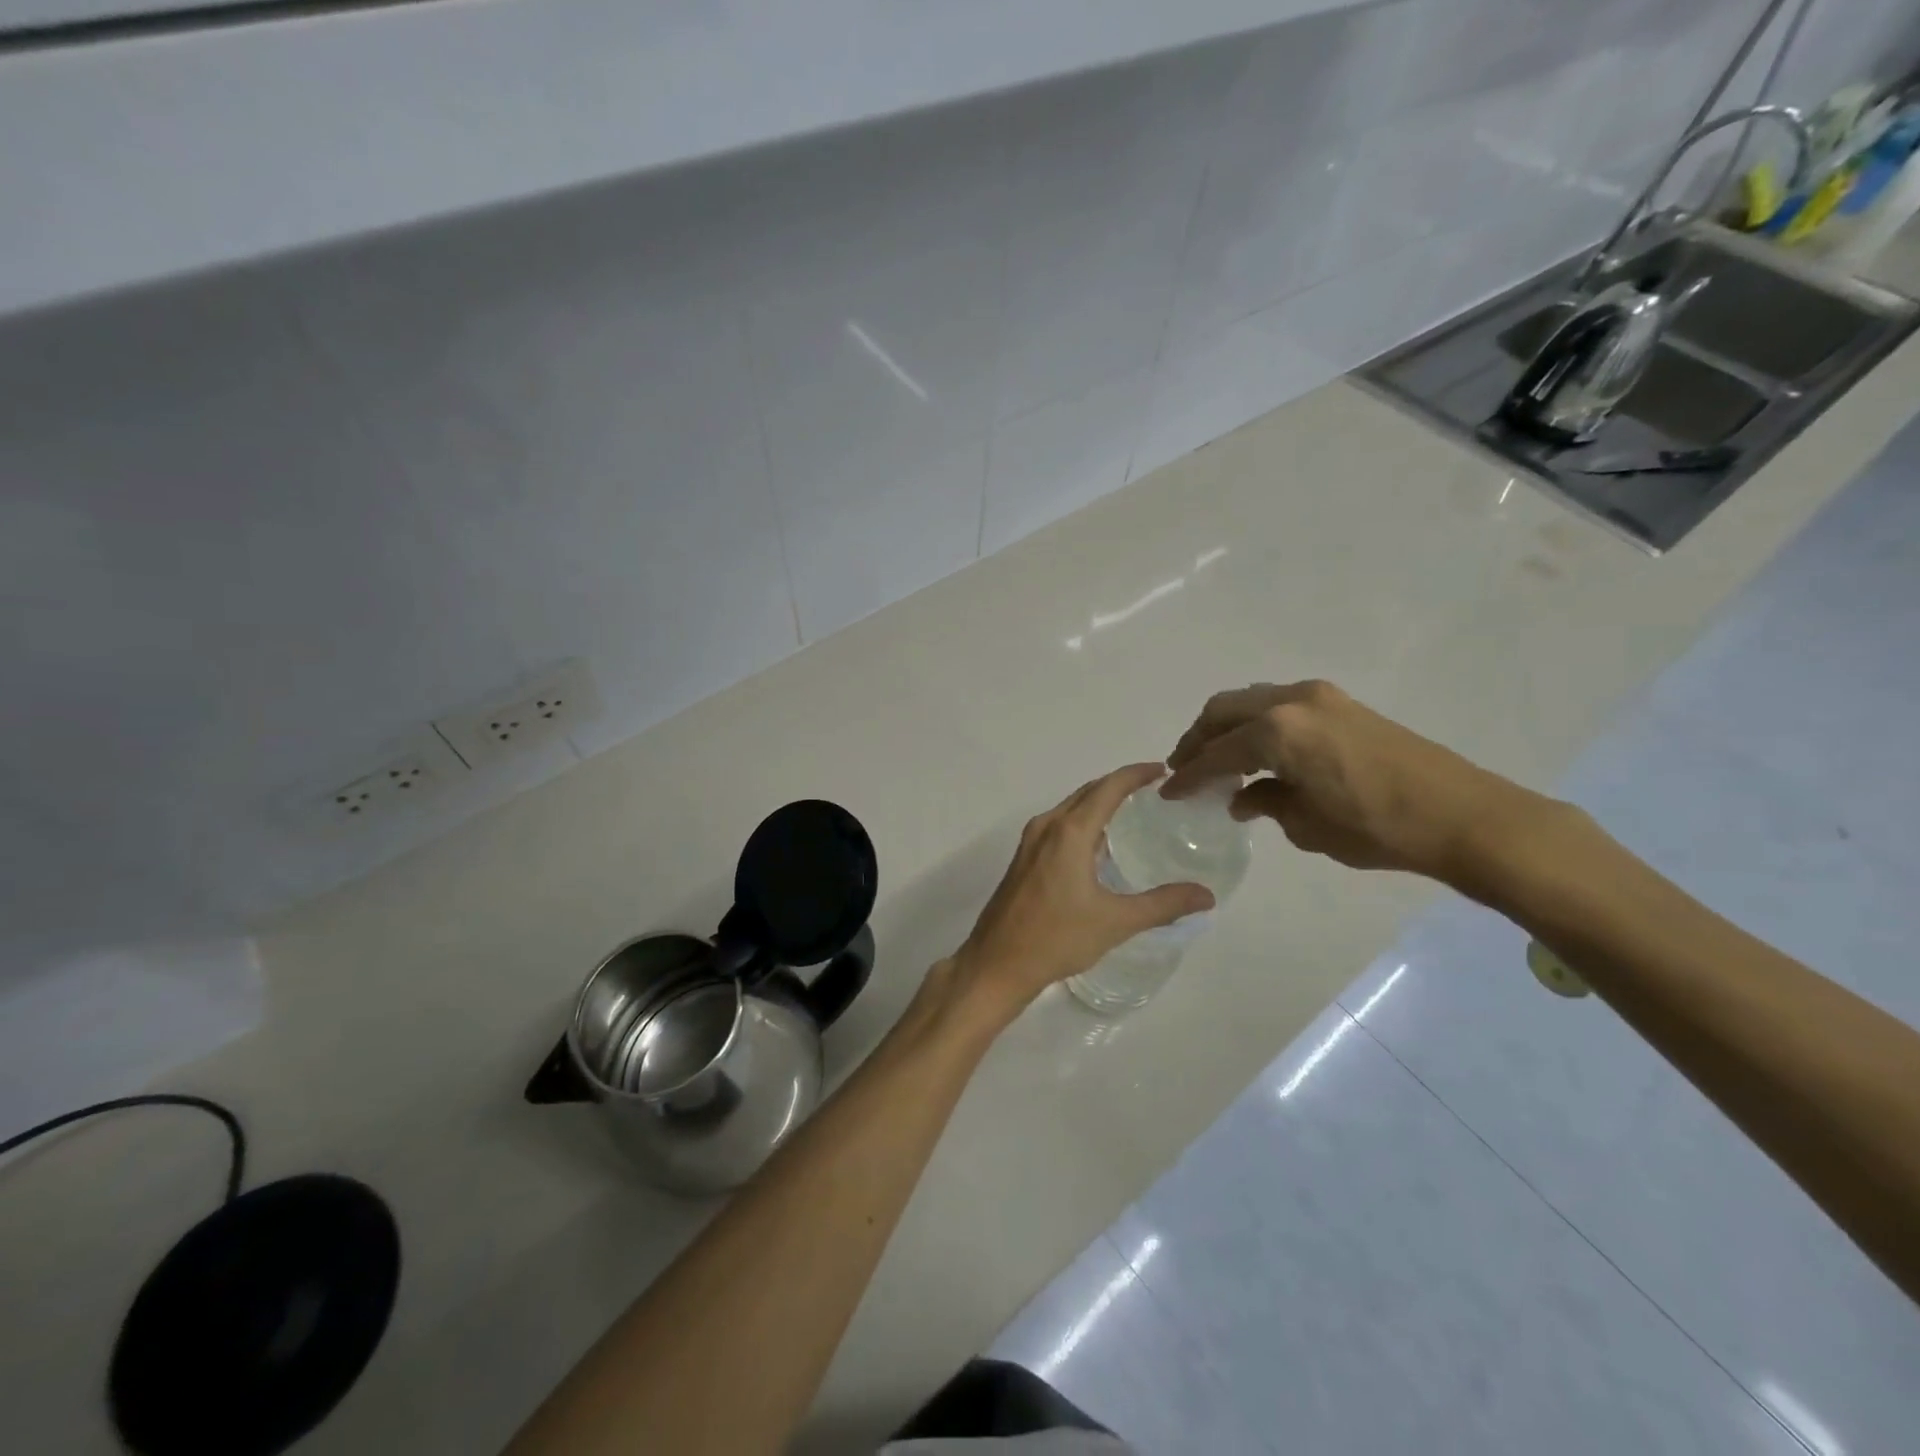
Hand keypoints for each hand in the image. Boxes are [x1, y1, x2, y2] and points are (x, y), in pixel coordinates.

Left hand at [950, 763, 1214, 1015]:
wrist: (997, 963)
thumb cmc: (1057, 938)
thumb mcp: (1116, 922)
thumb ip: (1163, 905)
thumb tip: (1206, 895)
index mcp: (1069, 832)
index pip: (1108, 788)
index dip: (1136, 774)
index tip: (1162, 771)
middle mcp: (1047, 826)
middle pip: (1087, 792)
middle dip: (1119, 784)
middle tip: (1154, 789)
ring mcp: (1030, 842)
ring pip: (1070, 808)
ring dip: (1098, 802)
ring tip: (1132, 811)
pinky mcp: (1023, 859)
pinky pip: (1058, 825)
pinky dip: (1082, 821)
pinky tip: (1099, 844)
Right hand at [1161, 680, 1554, 886]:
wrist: (1462, 816)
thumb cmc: (1376, 827)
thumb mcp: (1306, 825)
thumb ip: (1264, 802)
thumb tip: (1242, 797)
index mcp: (1275, 731)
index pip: (1216, 753)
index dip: (1188, 775)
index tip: (1169, 792)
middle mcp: (1291, 701)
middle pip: (1224, 711)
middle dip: (1198, 739)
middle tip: (1185, 768)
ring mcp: (1319, 696)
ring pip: (1251, 702)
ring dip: (1228, 728)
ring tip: (1218, 760)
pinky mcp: (1341, 703)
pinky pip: (1279, 705)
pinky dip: (1257, 724)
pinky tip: (1259, 754)